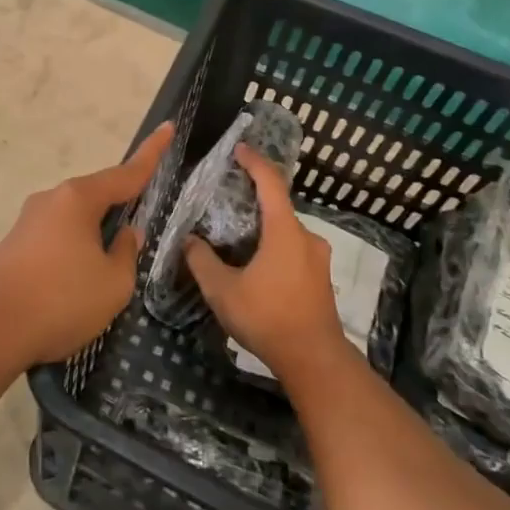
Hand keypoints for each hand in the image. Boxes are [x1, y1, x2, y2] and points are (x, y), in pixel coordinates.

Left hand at [0, 122, 174, 368]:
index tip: (168, 127)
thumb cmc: (60, 300)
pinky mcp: (13, 246)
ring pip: (75, 221)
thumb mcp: (113, 283)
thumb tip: (125, 234)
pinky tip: (75, 285)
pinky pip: (56, 239)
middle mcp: (51, 200)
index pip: (126, 173)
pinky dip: (73, 253)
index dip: (151, 153)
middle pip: (97, 196)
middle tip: (139, 231)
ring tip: (106, 275)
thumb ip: (126, 253)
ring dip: (94, 238)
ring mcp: (28, 222)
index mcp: (78, 199)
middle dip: (120, 208)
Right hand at [185, 144, 348, 388]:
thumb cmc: (268, 318)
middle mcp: (306, 237)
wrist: (315, 360)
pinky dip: (273, 246)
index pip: (271, 183)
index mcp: (285, 231)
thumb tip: (189, 241)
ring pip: (285, 231)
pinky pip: (293, 249)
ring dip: (262, 227)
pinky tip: (255, 265)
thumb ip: (202, 261)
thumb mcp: (223, 291)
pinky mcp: (320, 278)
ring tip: (235, 237)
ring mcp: (317, 258)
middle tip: (225, 200)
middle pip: (278, 207)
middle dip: (253, 199)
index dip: (254, 162)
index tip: (238, 149)